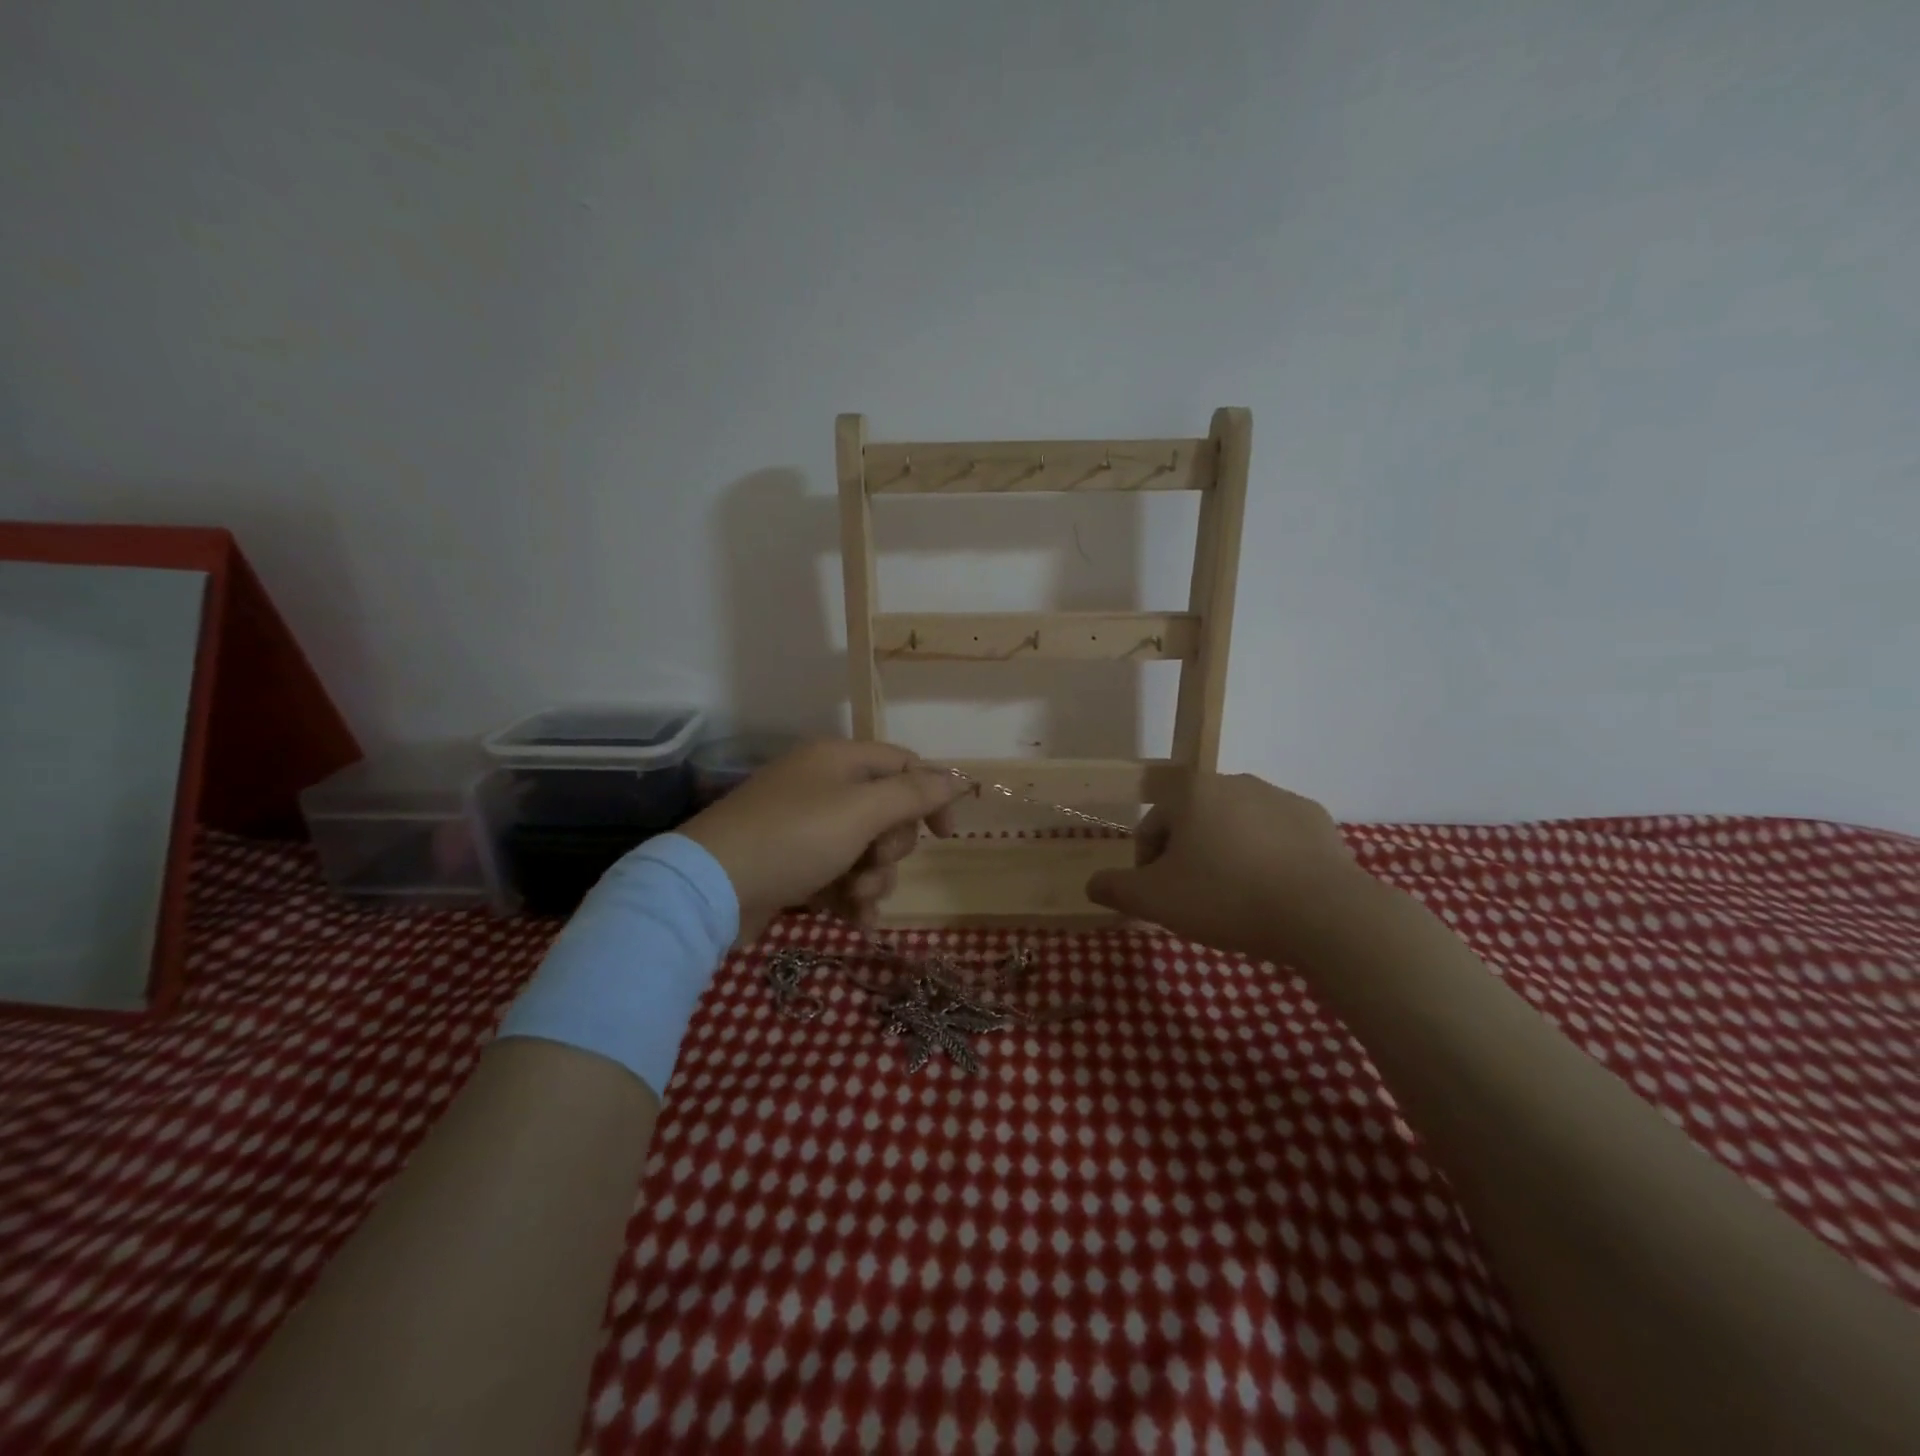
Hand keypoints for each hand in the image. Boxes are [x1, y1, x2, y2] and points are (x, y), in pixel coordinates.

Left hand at [679, 739, 962, 939]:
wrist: (710, 888)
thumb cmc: (794, 838)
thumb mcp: (861, 811)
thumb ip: (913, 794)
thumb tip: (954, 778)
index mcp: (838, 760)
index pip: (903, 764)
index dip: (931, 795)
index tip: (945, 835)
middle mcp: (823, 787)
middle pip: (886, 812)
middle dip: (891, 848)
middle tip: (873, 864)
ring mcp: (805, 827)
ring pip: (865, 850)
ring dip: (873, 879)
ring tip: (857, 901)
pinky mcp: (793, 864)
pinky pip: (840, 875)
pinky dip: (850, 896)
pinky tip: (854, 922)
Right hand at [1086, 773, 1374, 959]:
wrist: (1325, 915)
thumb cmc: (1227, 898)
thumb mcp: (1156, 901)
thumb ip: (1116, 888)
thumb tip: (1091, 884)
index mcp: (1192, 791)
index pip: (1152, 825)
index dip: (1146, 864)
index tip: (1160, 898)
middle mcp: (1235, 781)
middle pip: (1193, 822)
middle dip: (1187, 858)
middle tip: (1195, 902)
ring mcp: (1280, 797)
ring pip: (1236, 828)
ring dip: (1226, 856)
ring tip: (1236, 901)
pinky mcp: (1317, 820)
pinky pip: (1277, 838)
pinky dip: (1267, 859)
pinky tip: (1274, 894)